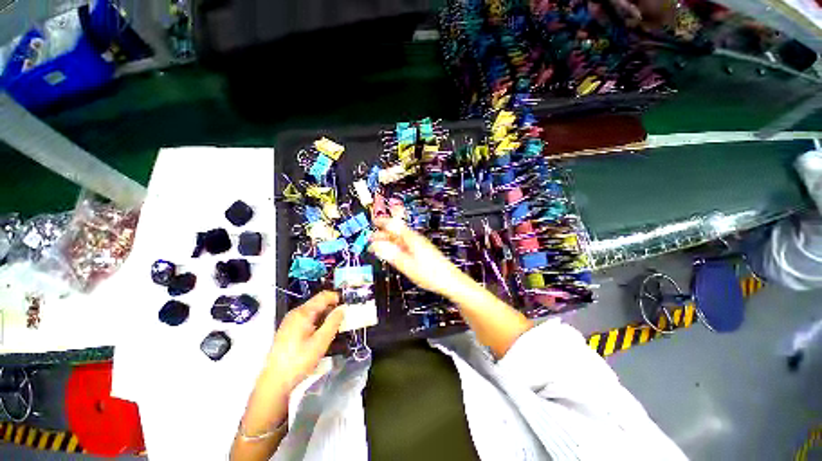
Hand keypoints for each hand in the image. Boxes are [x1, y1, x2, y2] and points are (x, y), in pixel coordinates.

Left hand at [265, 291, 343, 391]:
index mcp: (303, 313)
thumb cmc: (299, 361)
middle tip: (341, 321)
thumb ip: (333, 323)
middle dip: (332, 308)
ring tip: (332, 330)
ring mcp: (290, 320)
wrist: (275, 381)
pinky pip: (307, 318)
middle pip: (318, 302)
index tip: (346, 307)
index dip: (337, 298)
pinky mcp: (288, 329)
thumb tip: (342, 309)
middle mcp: (295, 313)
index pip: (324, 296)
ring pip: (313, 311)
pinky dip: (317, 322)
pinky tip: (319, 335)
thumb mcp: (321, 342)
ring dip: (325, 316)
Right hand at [370, 218, 465, 296]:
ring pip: (401, 239)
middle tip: (370, 239)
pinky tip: (393, 253)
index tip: (373, 222)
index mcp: (411, 239)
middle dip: (383, 234)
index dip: (383, 222)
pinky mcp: (422, 252)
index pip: (394, 225)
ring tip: (378, 247)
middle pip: (397, 232)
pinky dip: (396, 247)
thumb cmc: (431, 274)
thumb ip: (391, 254)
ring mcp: (419, 245)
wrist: (450, 281)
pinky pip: (405, 246)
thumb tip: (376, 246)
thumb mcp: (407, 265)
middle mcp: (415, 239)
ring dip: (389, 241)